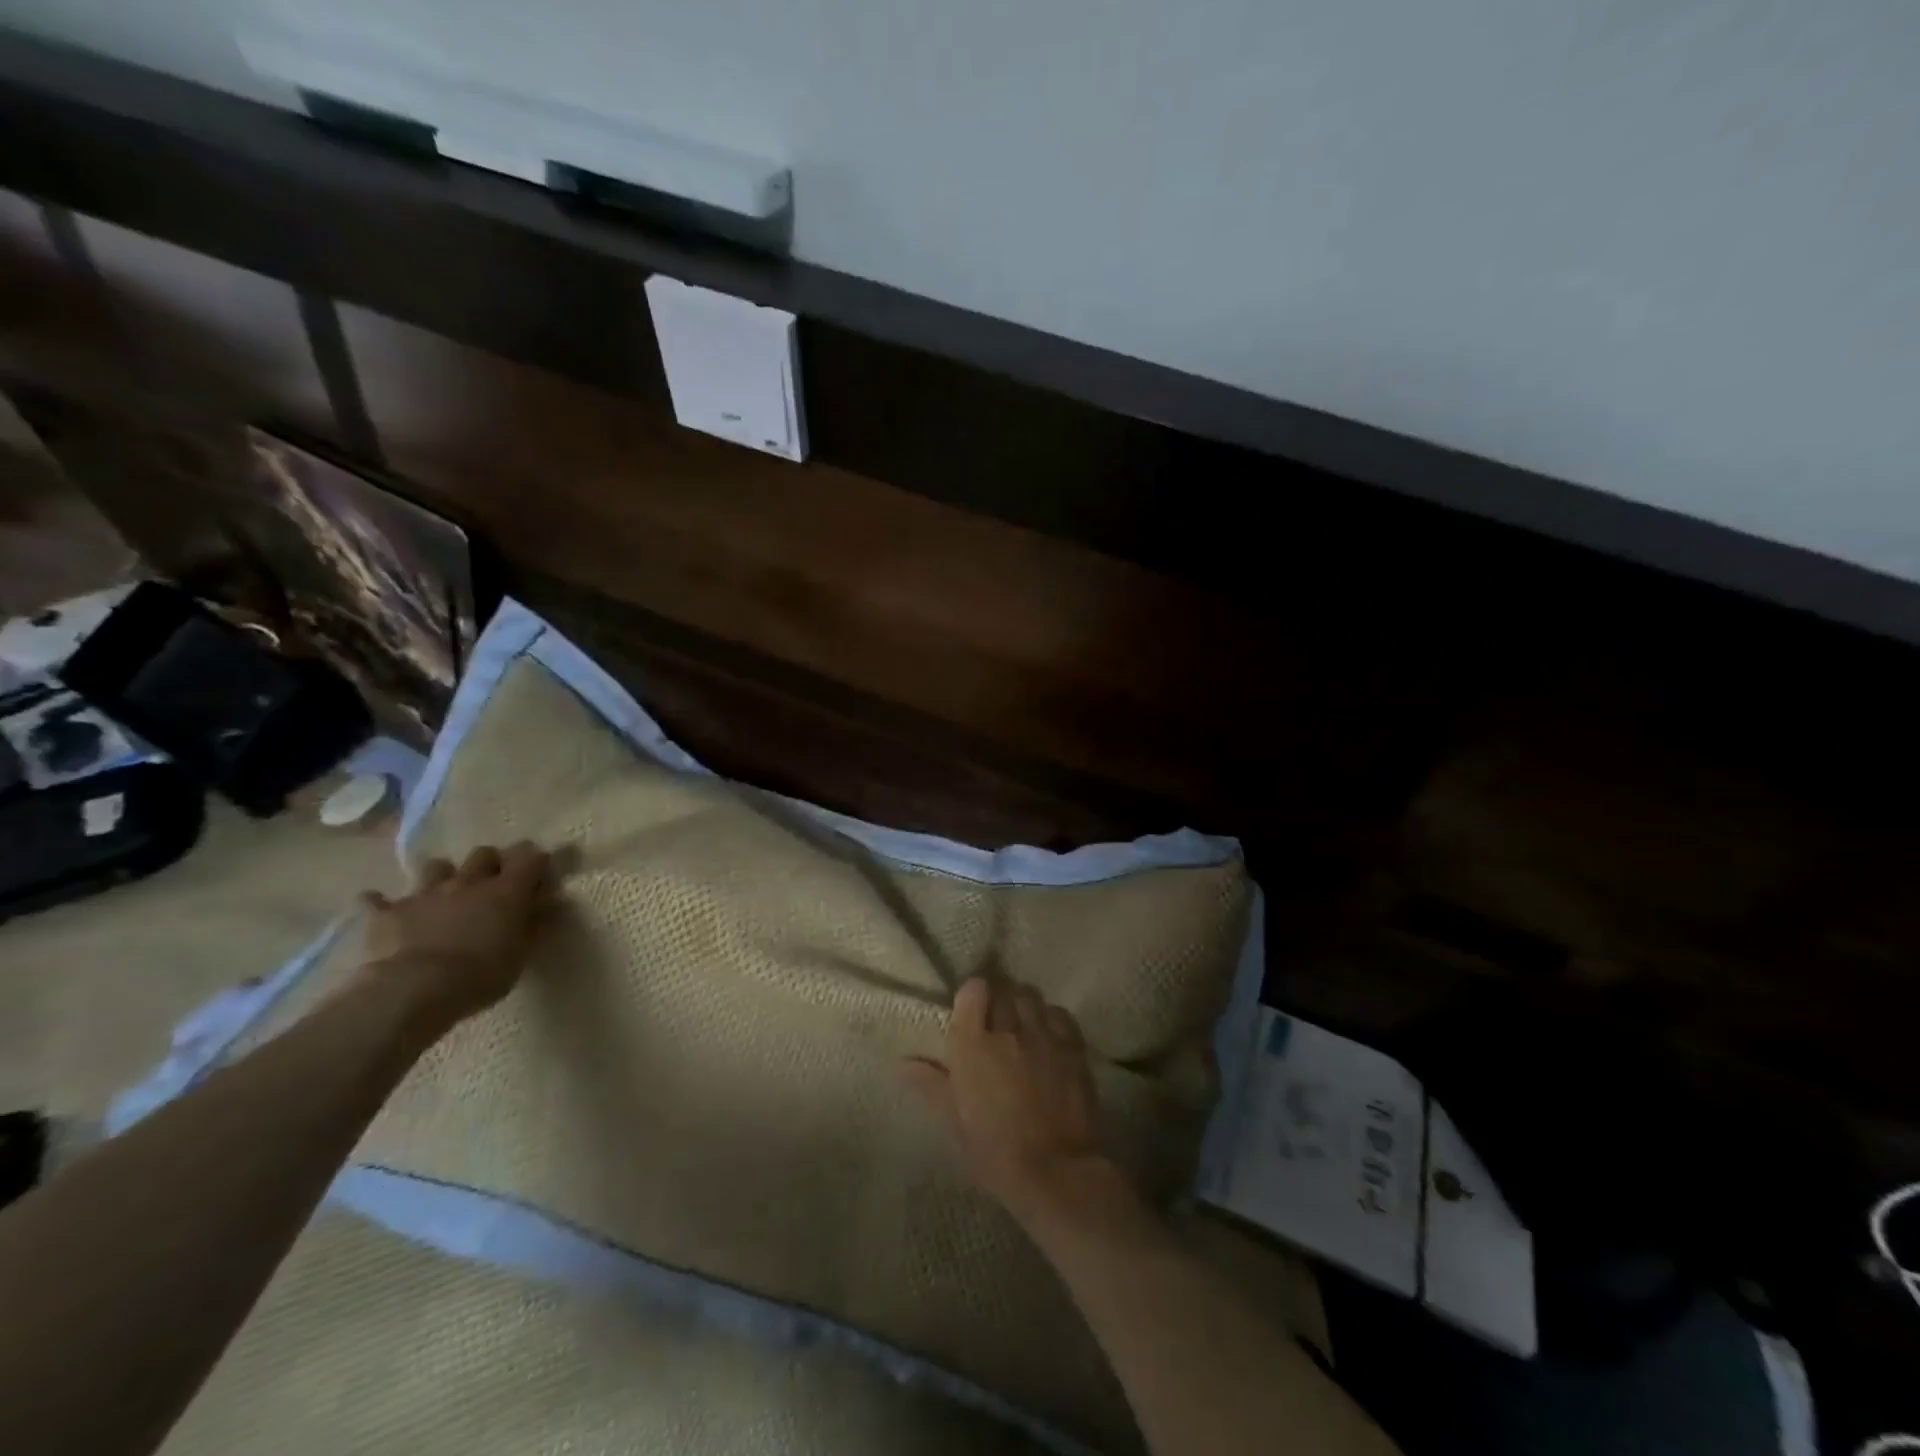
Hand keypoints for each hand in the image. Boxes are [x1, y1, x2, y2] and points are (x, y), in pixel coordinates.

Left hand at [354, 842, 553, 1028]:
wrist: (415, 990)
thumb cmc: (481, 974)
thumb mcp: (521, 954)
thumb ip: (533, 924)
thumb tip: (546, 906)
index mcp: (506, 890)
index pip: (530, 857)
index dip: (536, 861)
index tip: (539, 873)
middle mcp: (468, 882)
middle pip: (483, 854)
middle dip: (490, 863)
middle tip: (492, 884)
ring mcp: (425, 894)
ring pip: (436, 866)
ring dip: (442, 876)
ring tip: (443, 894)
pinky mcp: (386, 913)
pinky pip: (375, 900)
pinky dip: (379, 903)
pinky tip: (381, 908)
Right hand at [902, 978, 1112, 1228]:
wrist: (1055, 1170)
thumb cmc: (995, 1151)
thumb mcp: (954, 1122)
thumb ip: (930, 1085)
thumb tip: (902, 1064)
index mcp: (973, 1044)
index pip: (973, 990)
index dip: (972, 994)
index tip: (971, 1009)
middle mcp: (1008, 1029)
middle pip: (1003, 990)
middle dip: (998, 999)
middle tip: (995, 1020)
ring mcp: (1042, 1034)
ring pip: (1031, 997)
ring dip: (1022, 1005)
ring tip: (1021, 1024)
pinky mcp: (1072, 1046)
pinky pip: (1058, 1014)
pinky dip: (1049, 1018)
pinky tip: (1047, 1035)